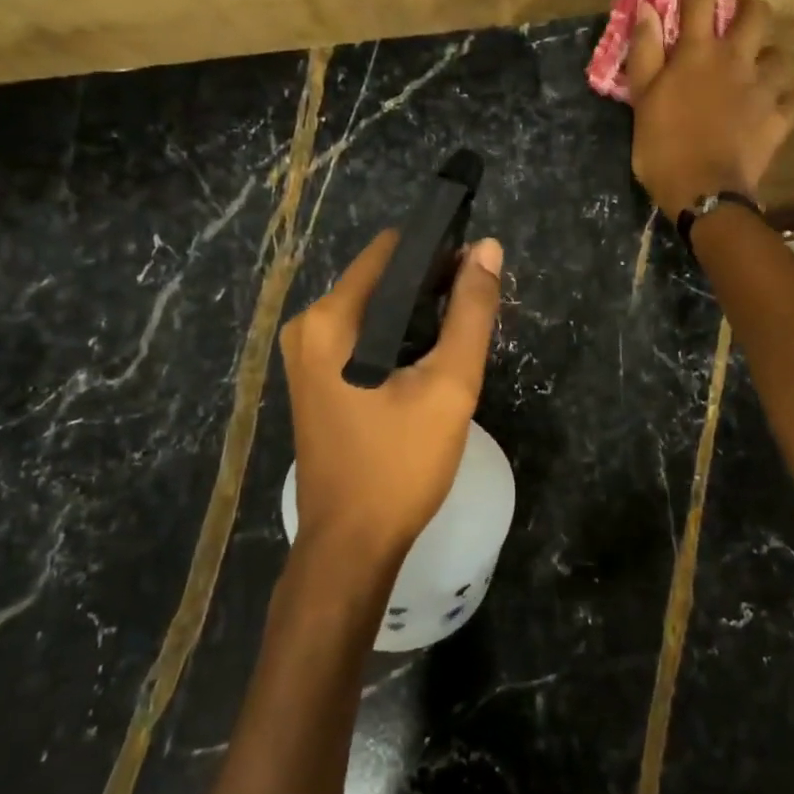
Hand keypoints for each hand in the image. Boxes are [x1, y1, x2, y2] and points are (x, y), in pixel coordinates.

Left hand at [279, 231, 503, 563]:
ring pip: (373, 310)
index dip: (438, 250)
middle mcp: (308, 327)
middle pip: (379, 279)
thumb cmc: (400, 464)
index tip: (478, 266)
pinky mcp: (315, 380)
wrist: (352, 545)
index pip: (389, 252)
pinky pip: (362, 338)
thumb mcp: (449, 385)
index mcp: (331, 319)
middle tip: (476, 309)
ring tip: (460, 334)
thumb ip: (471, 313)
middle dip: (430, 285)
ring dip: (417, 314)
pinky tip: (429, 360)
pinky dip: (397, 338)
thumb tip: (488, 249)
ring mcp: (305, 356)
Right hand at [626, 0, 793, 216]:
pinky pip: (793, 99)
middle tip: (737, 22)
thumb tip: (647, 9)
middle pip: (757, 13)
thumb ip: (645, 53)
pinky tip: (774, 107)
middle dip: (749, 8)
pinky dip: (784, 100)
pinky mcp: (779, 119)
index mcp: (698, 53)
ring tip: (757, 72)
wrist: (703, 192)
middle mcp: (736, 60)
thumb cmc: (663, 148)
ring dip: (768, 58)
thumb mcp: (642, 100)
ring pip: (779, 55)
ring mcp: (763, 89)